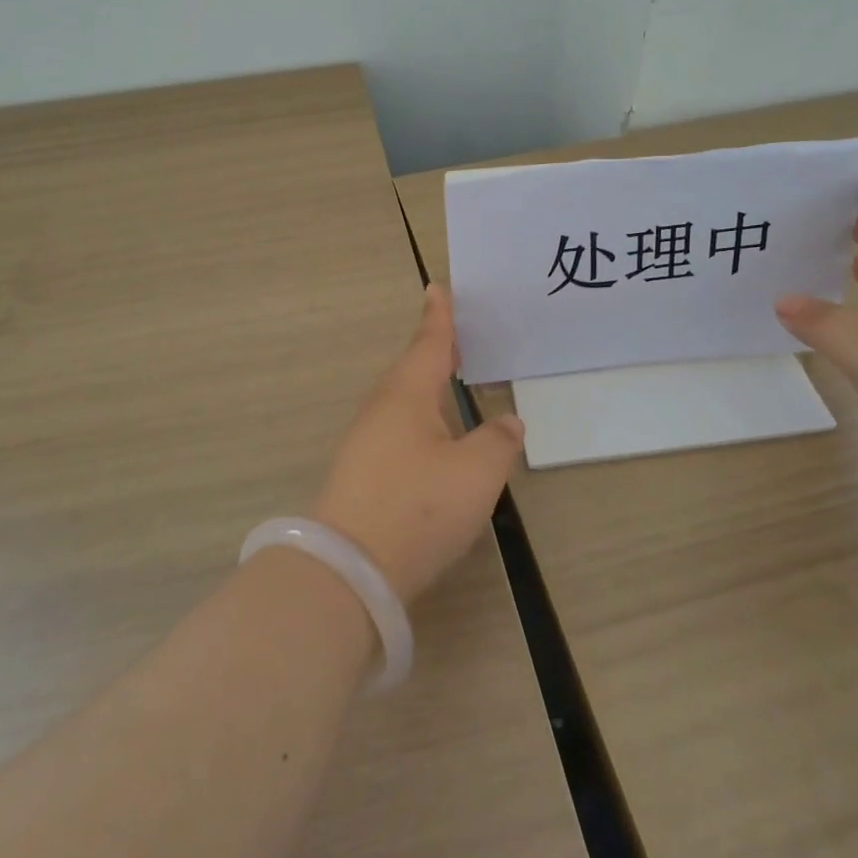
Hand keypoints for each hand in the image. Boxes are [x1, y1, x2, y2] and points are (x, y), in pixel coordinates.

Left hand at [313, 286, 525, 605]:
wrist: (350, 569)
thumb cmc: (418, 507)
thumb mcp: (476, 472)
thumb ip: (498, 441)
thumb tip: (507, 422)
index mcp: (407, 395)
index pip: (429, 344)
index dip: (439, 317)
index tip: (436, 288)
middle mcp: (381, 410)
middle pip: (412, 370)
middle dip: (434, 352)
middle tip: (457, 337)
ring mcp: (365, 442)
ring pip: (402, 402)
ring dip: (426, 388)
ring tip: (451, 384)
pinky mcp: (361, 473)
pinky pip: (396, 429)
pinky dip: (419, 420)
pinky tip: (432, 438)